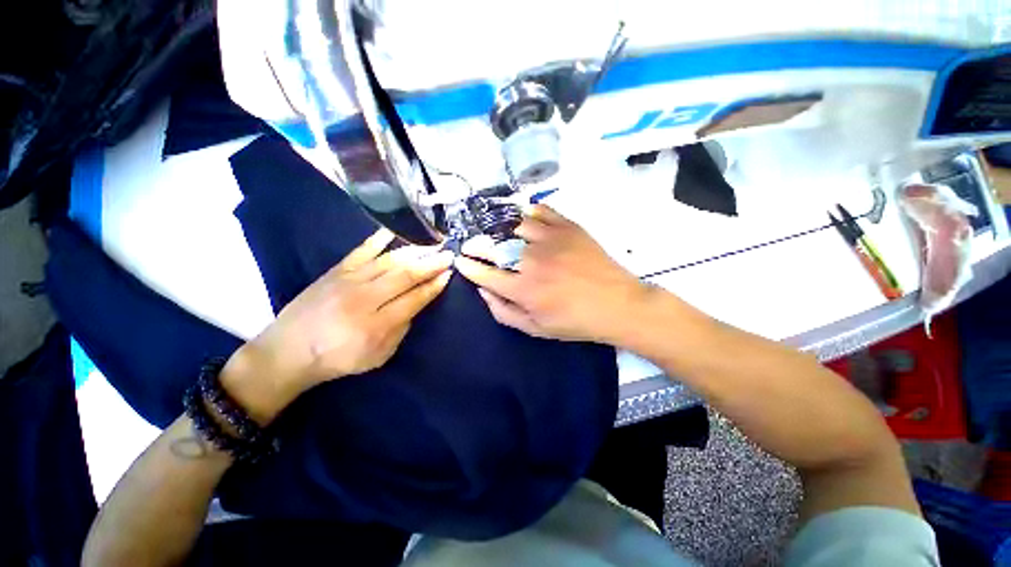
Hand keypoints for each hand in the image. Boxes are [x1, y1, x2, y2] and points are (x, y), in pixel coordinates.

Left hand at [224, 229, 453, 422]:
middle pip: (405, 275)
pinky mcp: (335, 272)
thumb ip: (401, 330)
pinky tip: (394, 231)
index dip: (434, 286)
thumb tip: (415, 305)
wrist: (287, 351)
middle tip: (448, 254)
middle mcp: (364, 299)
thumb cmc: (337, 359)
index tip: (449, 274)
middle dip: (430, 264)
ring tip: (431, 244)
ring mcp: (348, 281)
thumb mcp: (378, 357)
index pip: (414, 299)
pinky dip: (378, 240)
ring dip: (414, 252)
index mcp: (376, 324)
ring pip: (389, 261)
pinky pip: (361, 251)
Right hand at [454, 205, 653, 343]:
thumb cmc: (575, 321)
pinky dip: (526, 213)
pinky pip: (540, 212)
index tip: (460, 260)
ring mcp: (550, 239)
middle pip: (492, 245)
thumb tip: (483, 290)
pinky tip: (522, 218)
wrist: (617, 304)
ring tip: (494, 230)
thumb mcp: (536, 329)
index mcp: (524, 289)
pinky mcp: (568, 227)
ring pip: (512, 224)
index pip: (483, 273)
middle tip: (471, 245)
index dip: (467, 266)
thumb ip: (504, 312)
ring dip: (497, 227)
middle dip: (475, 245)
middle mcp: (532, 260)